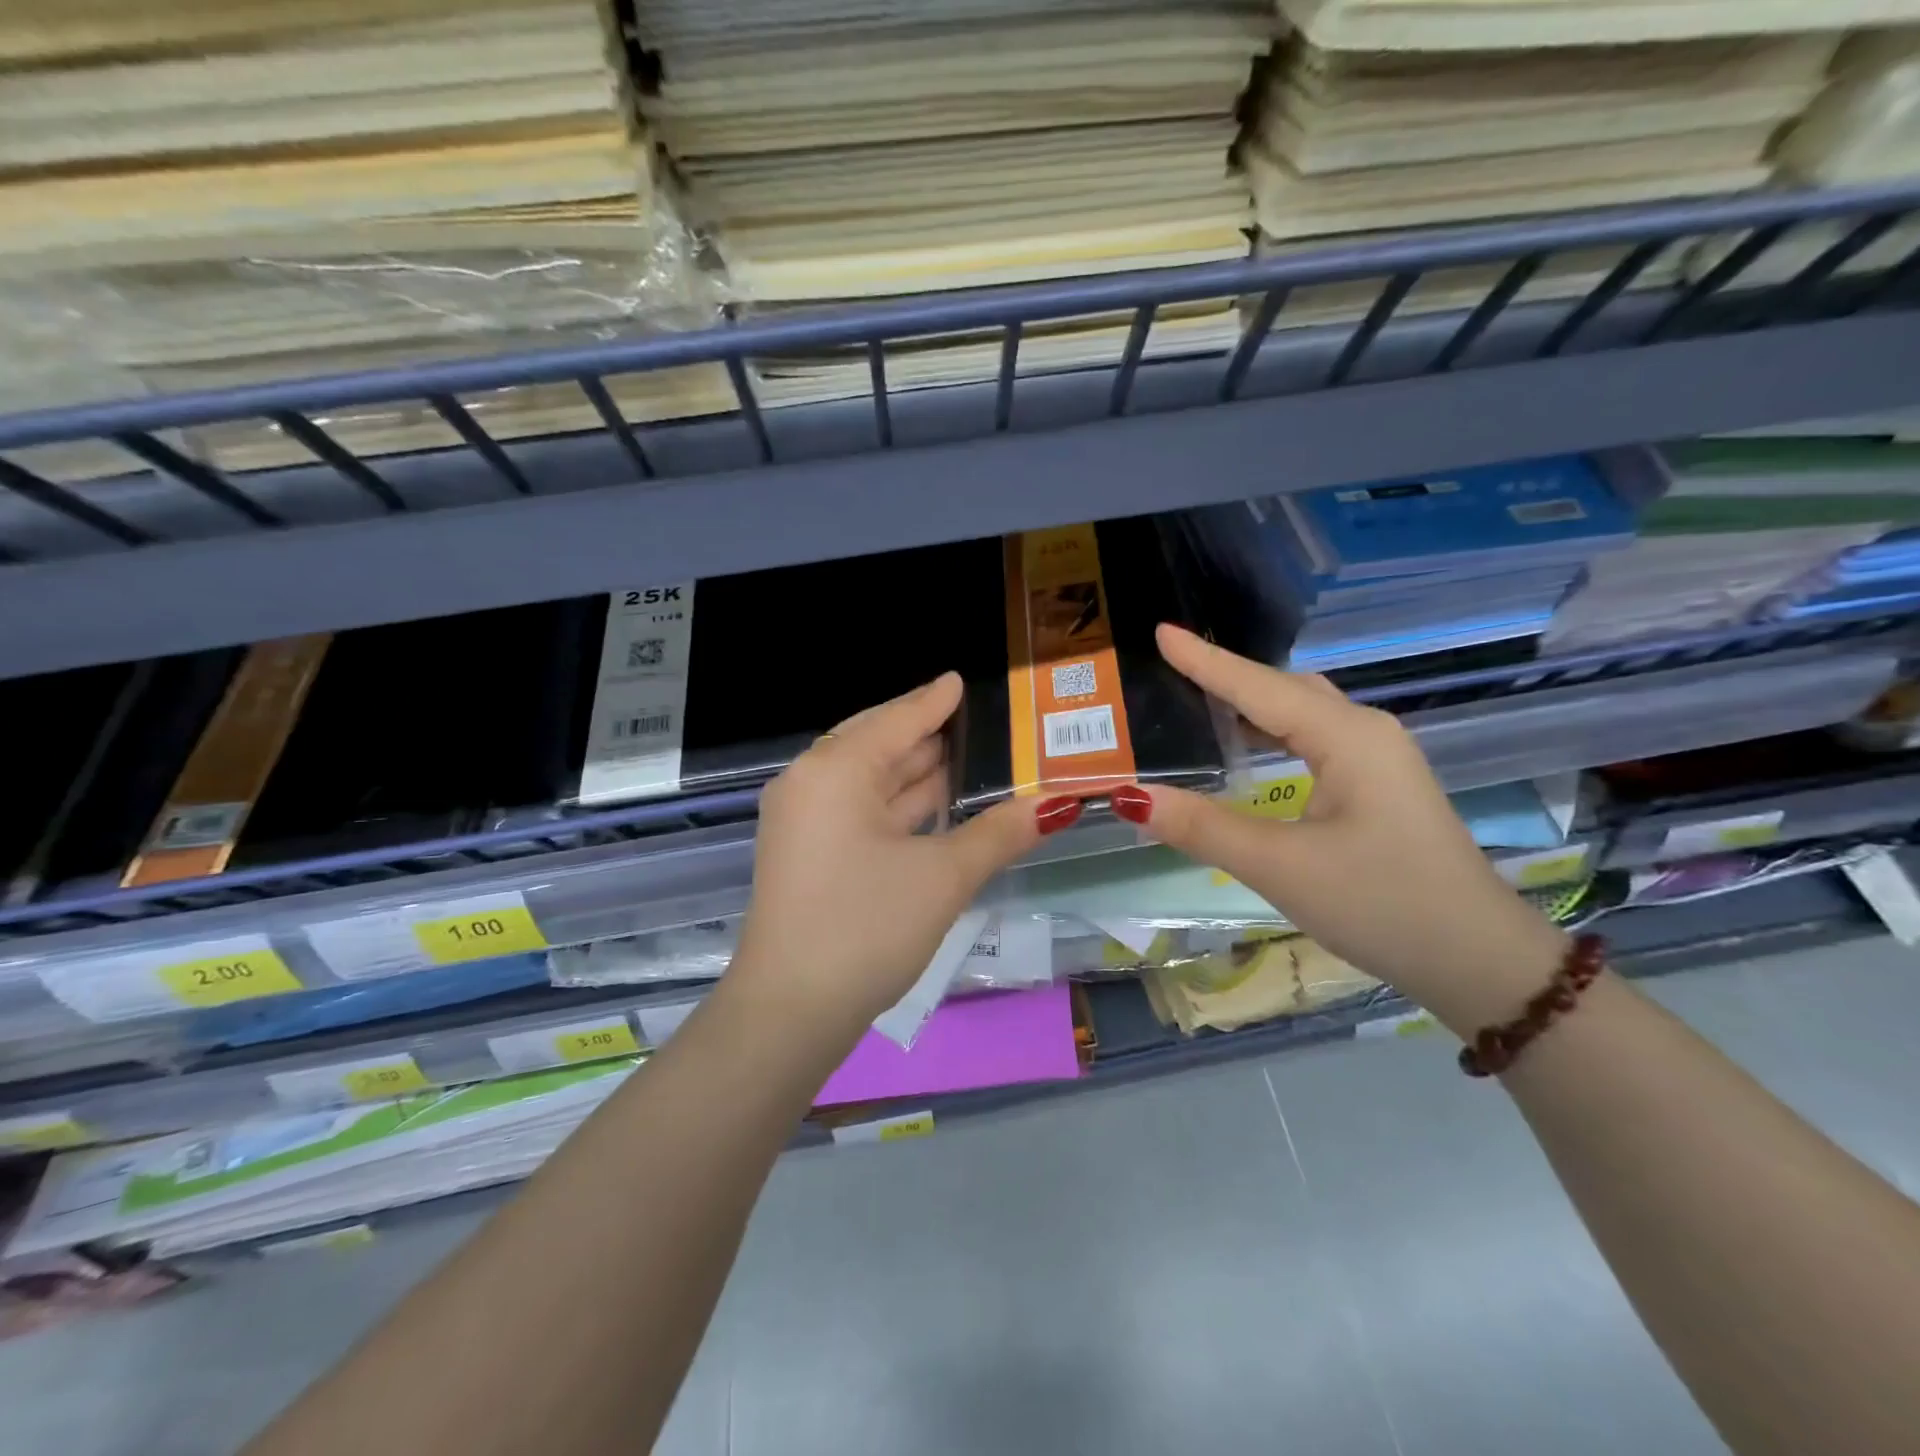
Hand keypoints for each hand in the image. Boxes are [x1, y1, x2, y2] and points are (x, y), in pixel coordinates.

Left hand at [731, 673, 1044, 1034]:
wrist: (791, 1012)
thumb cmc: (866, 928)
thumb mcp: (942, 877)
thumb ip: (999, 833)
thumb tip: (1057, 805)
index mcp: (835, 770)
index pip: (897, 721)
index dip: (934, 701)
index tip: (960, 680)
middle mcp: (812, 783)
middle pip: (879, 744)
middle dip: (929, 736)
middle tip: (981, 723)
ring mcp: (805, 819)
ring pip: (870, 780)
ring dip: (917, 773)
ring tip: (969, 758)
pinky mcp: (808, 852)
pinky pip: (860, 809)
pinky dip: (899, 805)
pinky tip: (936, 805)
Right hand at [1126, 624, 1568, 1030]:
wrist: (1477, 960)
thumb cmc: (1382, 904)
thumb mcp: (1281, 867)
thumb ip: (1202, 827)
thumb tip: (1130, 797)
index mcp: (1347, 737)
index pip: (1259, 687)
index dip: (1206, 660)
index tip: (1161, 631)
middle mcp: (1365, 733)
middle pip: (1283, 689)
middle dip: (1226, 676)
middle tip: (1169, 667)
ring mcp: (1377, 759)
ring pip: (1301, 714)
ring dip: (1249, 704)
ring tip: (1195, 700)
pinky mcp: (1378, 787)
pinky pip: (1312, 740)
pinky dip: (1271, 733)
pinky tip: (1246, 748)